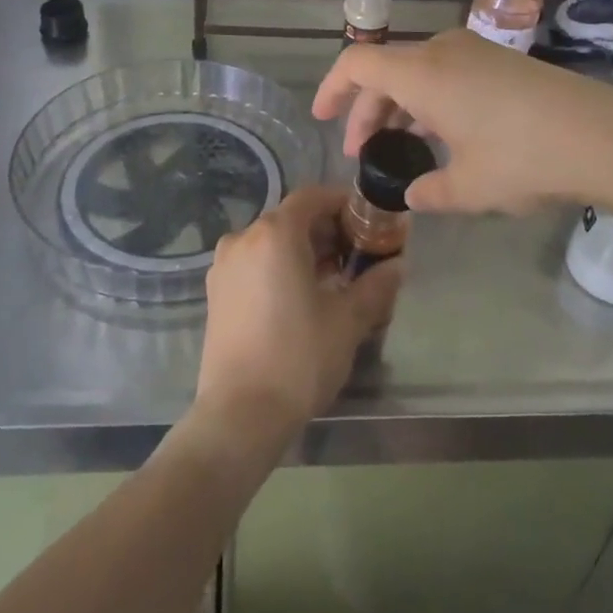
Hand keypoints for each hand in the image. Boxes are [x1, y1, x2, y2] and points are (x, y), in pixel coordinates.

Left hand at [196, 186, 400, 439]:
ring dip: (304, 251)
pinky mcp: (216, 292)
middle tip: (359, 256)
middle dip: (327, 231)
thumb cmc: (298, 357)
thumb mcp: (348, 320)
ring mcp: (224, 265)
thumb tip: (397, 266)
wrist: (239, 415)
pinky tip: (302, 298)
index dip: (343, 203)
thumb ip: (375, 286)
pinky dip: (280, 268)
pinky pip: (255, 264)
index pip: (313, 197)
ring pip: (271, 242)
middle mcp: (243, 238)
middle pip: (291, 219)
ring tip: (334, 280)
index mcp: (275, 233)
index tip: (369, 222)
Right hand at [313, 29, 612, 214]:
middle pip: (386, 70)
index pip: (357, 64)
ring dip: (400, 105)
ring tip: (401, 146)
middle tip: (362, 151)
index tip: (321, 118)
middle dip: (367, 109)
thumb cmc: (524, 158)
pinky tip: (444, 135)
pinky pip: (446, 72)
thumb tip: (414, 196)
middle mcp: (443, 51)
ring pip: (418, 71)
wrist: (605, 135)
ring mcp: (475, 51)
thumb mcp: (470, 186)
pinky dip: (430, 98)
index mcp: (422, 74)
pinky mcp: (501, 60)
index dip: (332, 88)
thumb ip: (431, 191)